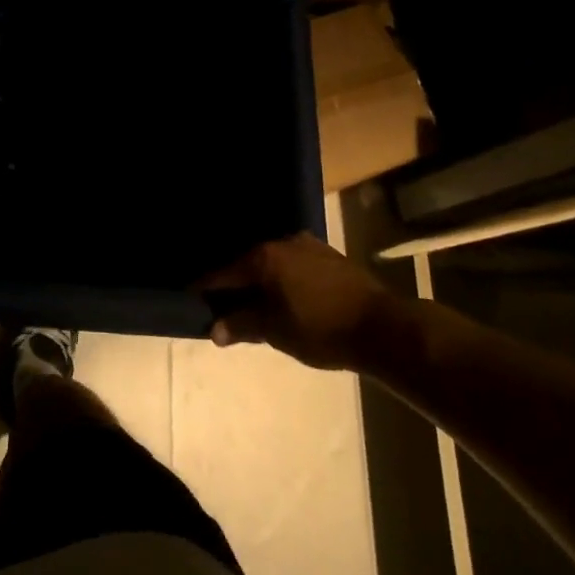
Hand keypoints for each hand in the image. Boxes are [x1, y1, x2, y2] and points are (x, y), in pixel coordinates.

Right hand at [195, 232, 405, 371]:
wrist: (383, 327)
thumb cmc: (320, 328)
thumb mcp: (275, 331)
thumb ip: (241, 325)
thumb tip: (214, 330)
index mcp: (263, 257)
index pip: (223, 273)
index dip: (205, 288)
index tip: (191, 298)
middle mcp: (282, 243)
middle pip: (247, 264)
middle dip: (235, 284)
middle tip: (224, 306)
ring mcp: (309, 246)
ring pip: (273, 264)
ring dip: (262, 281)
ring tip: (256, 303)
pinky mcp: (330, 256)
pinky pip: (294, 265)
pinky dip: (283, 280)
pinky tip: (286, 297)